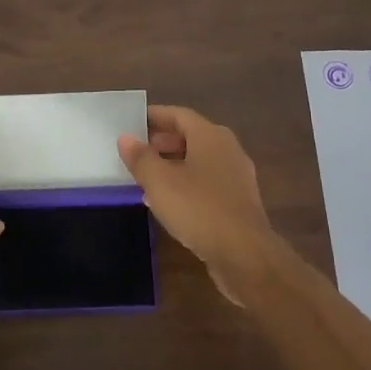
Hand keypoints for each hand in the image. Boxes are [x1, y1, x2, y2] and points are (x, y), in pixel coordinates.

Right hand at [118, 106, 279, 304]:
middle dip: (164, 141)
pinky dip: (187, 184)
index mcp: (211, 136)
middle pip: (192, 136)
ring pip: (200, 161)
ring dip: (174, 165)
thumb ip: (141, 157)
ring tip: (148, 177)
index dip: (155, 116)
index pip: (179, 115)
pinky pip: (208, 183)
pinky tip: (170, 202)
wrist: (244, 254)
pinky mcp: (239, 202)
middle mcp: (228, 149)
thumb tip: (126, 138)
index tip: (133, 122)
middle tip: (138, 151)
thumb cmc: (198, 208)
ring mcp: (237, 176)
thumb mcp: (159, 182)